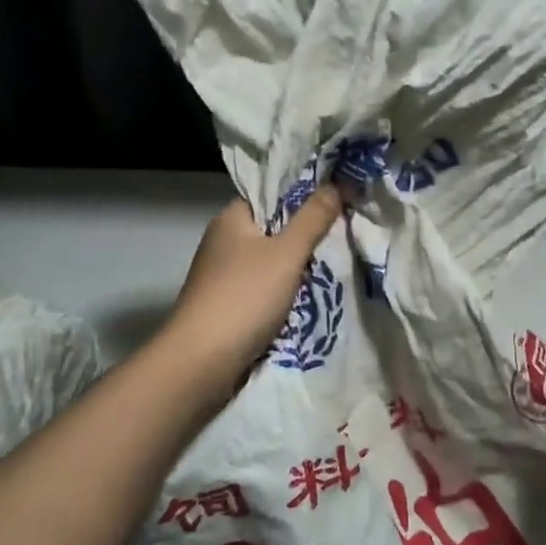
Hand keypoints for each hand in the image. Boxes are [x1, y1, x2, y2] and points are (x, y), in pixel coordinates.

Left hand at [160, 186, 345, 397]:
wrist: (201, 362)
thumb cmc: (244, 297)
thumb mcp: (287, 253)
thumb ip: (313, 218)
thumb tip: (337, 182)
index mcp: (231, 218)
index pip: (272, 196)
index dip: (304, 197)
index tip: (339, 203)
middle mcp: (223, 242)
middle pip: (274, 230)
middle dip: (306, 237)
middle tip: (345, 237)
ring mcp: (223, 276)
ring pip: (271, 263)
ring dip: (298, 270)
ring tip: (336, 269)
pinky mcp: (227, 306)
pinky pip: (264, 290)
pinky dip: (285, 294)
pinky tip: (310, 300)